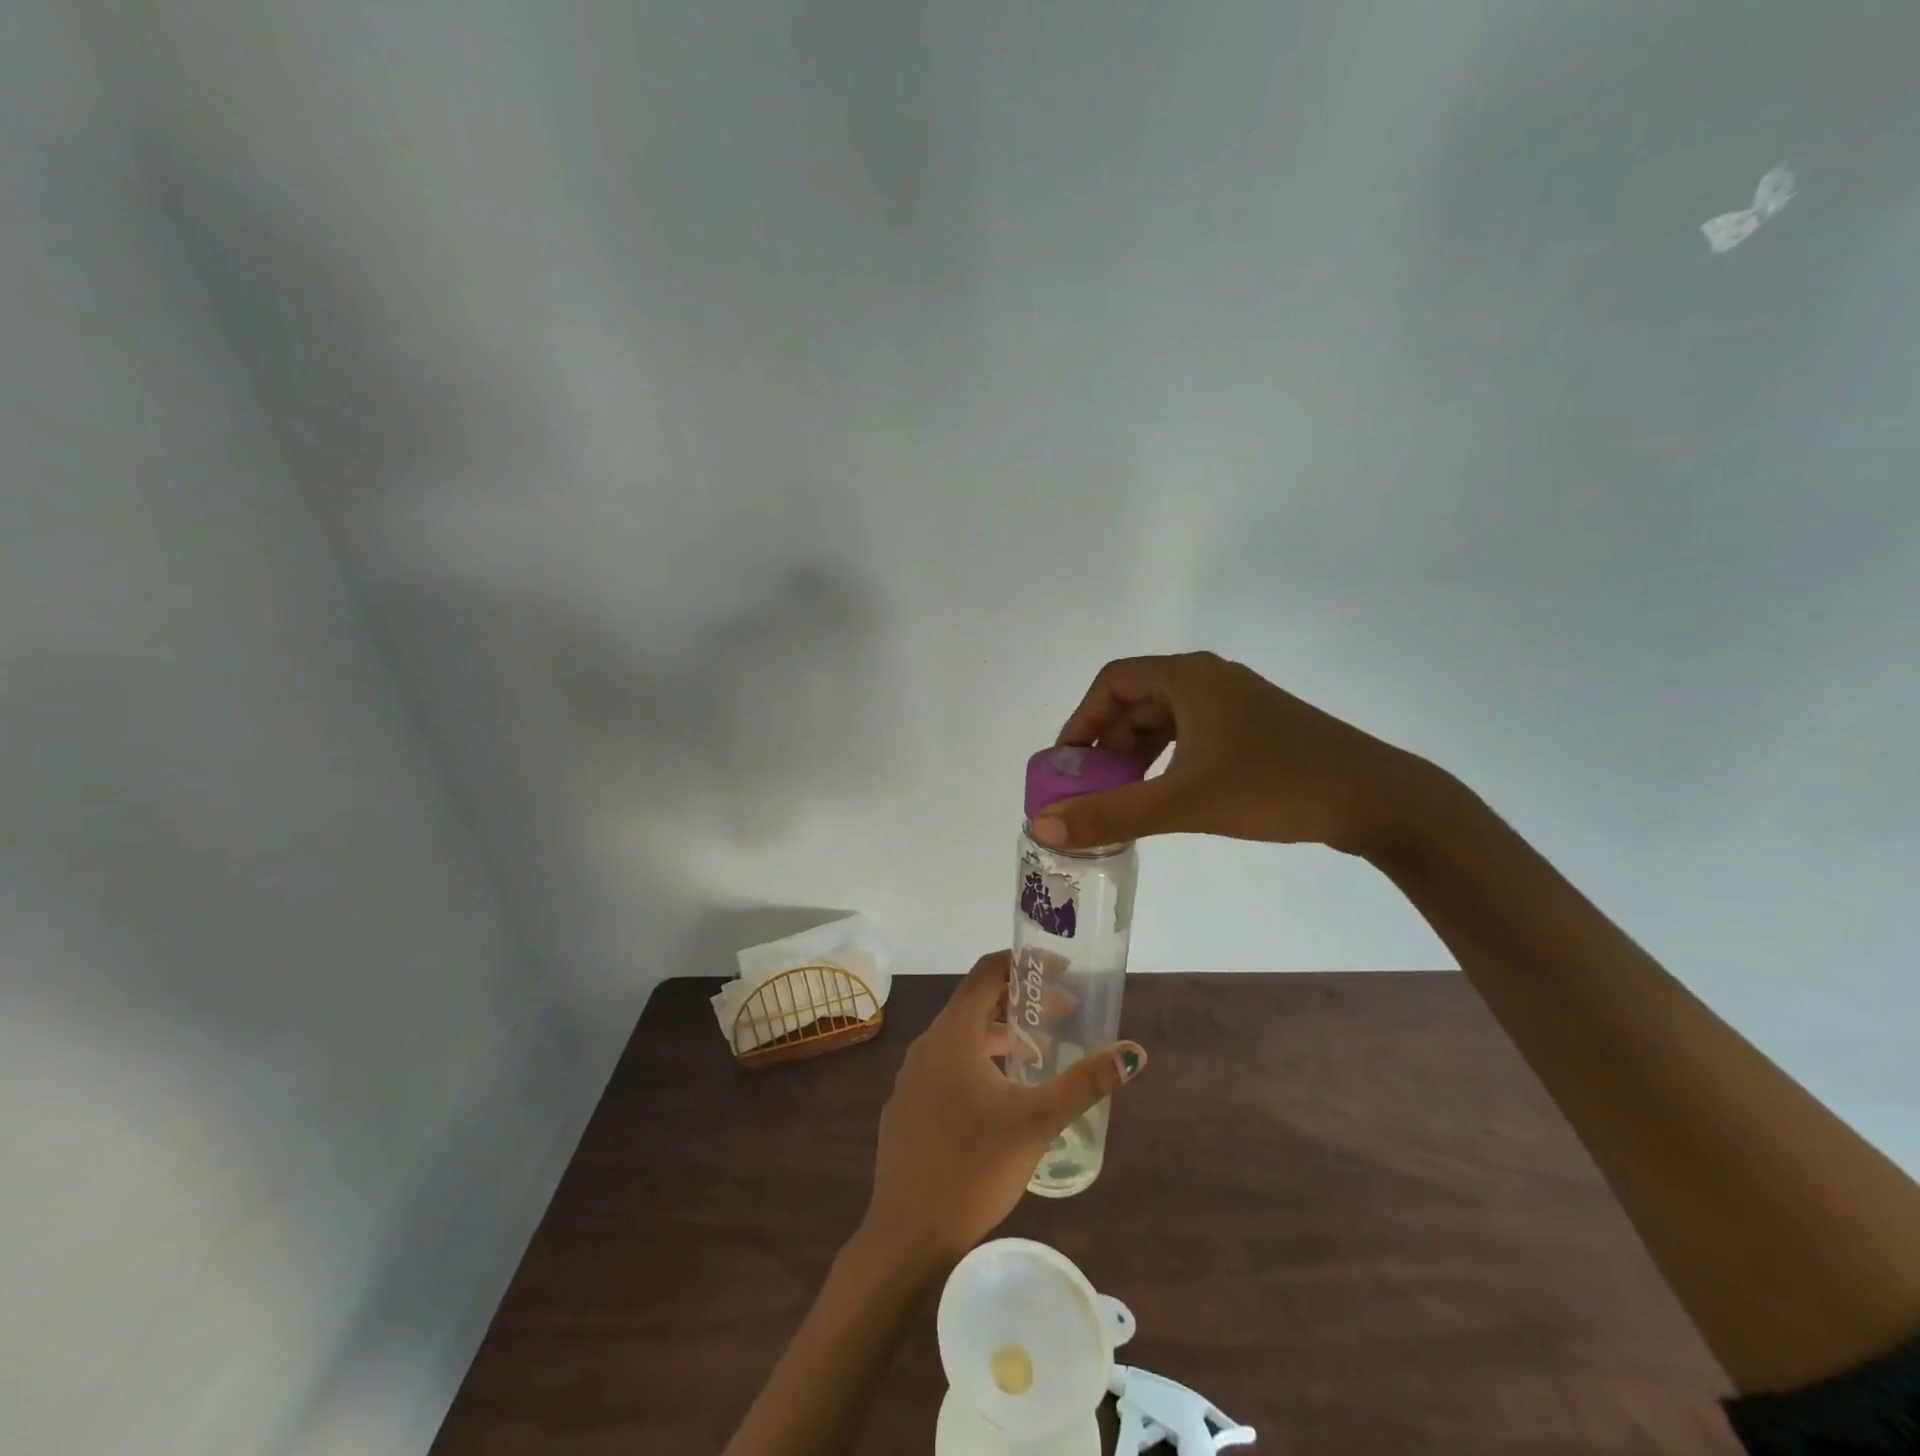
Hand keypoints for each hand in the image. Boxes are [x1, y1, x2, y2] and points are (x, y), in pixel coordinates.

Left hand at [863, 952, 1145, 1264]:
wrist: (906, 1236)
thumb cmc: (973, 1169)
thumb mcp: (1037, 1122)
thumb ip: (1085, 1083)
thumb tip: (1134, 1052)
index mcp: (952, 1034)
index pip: (988, 972)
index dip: (1025, 963)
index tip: (1062, 972)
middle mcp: (928, 1045)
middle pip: (978, 1004)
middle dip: (1023, 1003)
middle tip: (1067, 1014)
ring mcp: (913, 1076)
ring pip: (963, 1037)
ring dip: (1004, 1036)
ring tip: (1044, 1054)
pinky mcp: (909, 1105)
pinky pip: (949, 1065)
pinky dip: (981, 1062)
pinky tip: (1004, 1095)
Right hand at [1035, 651, 1428, 856]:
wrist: (1377, 799)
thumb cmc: (1274, 786)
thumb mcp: (1182, 801)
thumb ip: (1110, 814)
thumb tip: (1042, 826)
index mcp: (1188, 677)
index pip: (1111, 683)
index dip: (1081, 720)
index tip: (1068, 764)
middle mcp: (1209, 678)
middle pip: (1137, 701)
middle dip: (1108, 744)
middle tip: (1092, 789)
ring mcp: (1236, 702)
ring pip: (1165, 720)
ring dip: (1136, 755)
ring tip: (1123, 797)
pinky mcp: (1255, 727)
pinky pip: (1192, 734)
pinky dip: (1167, 760)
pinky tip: (1165, 794)